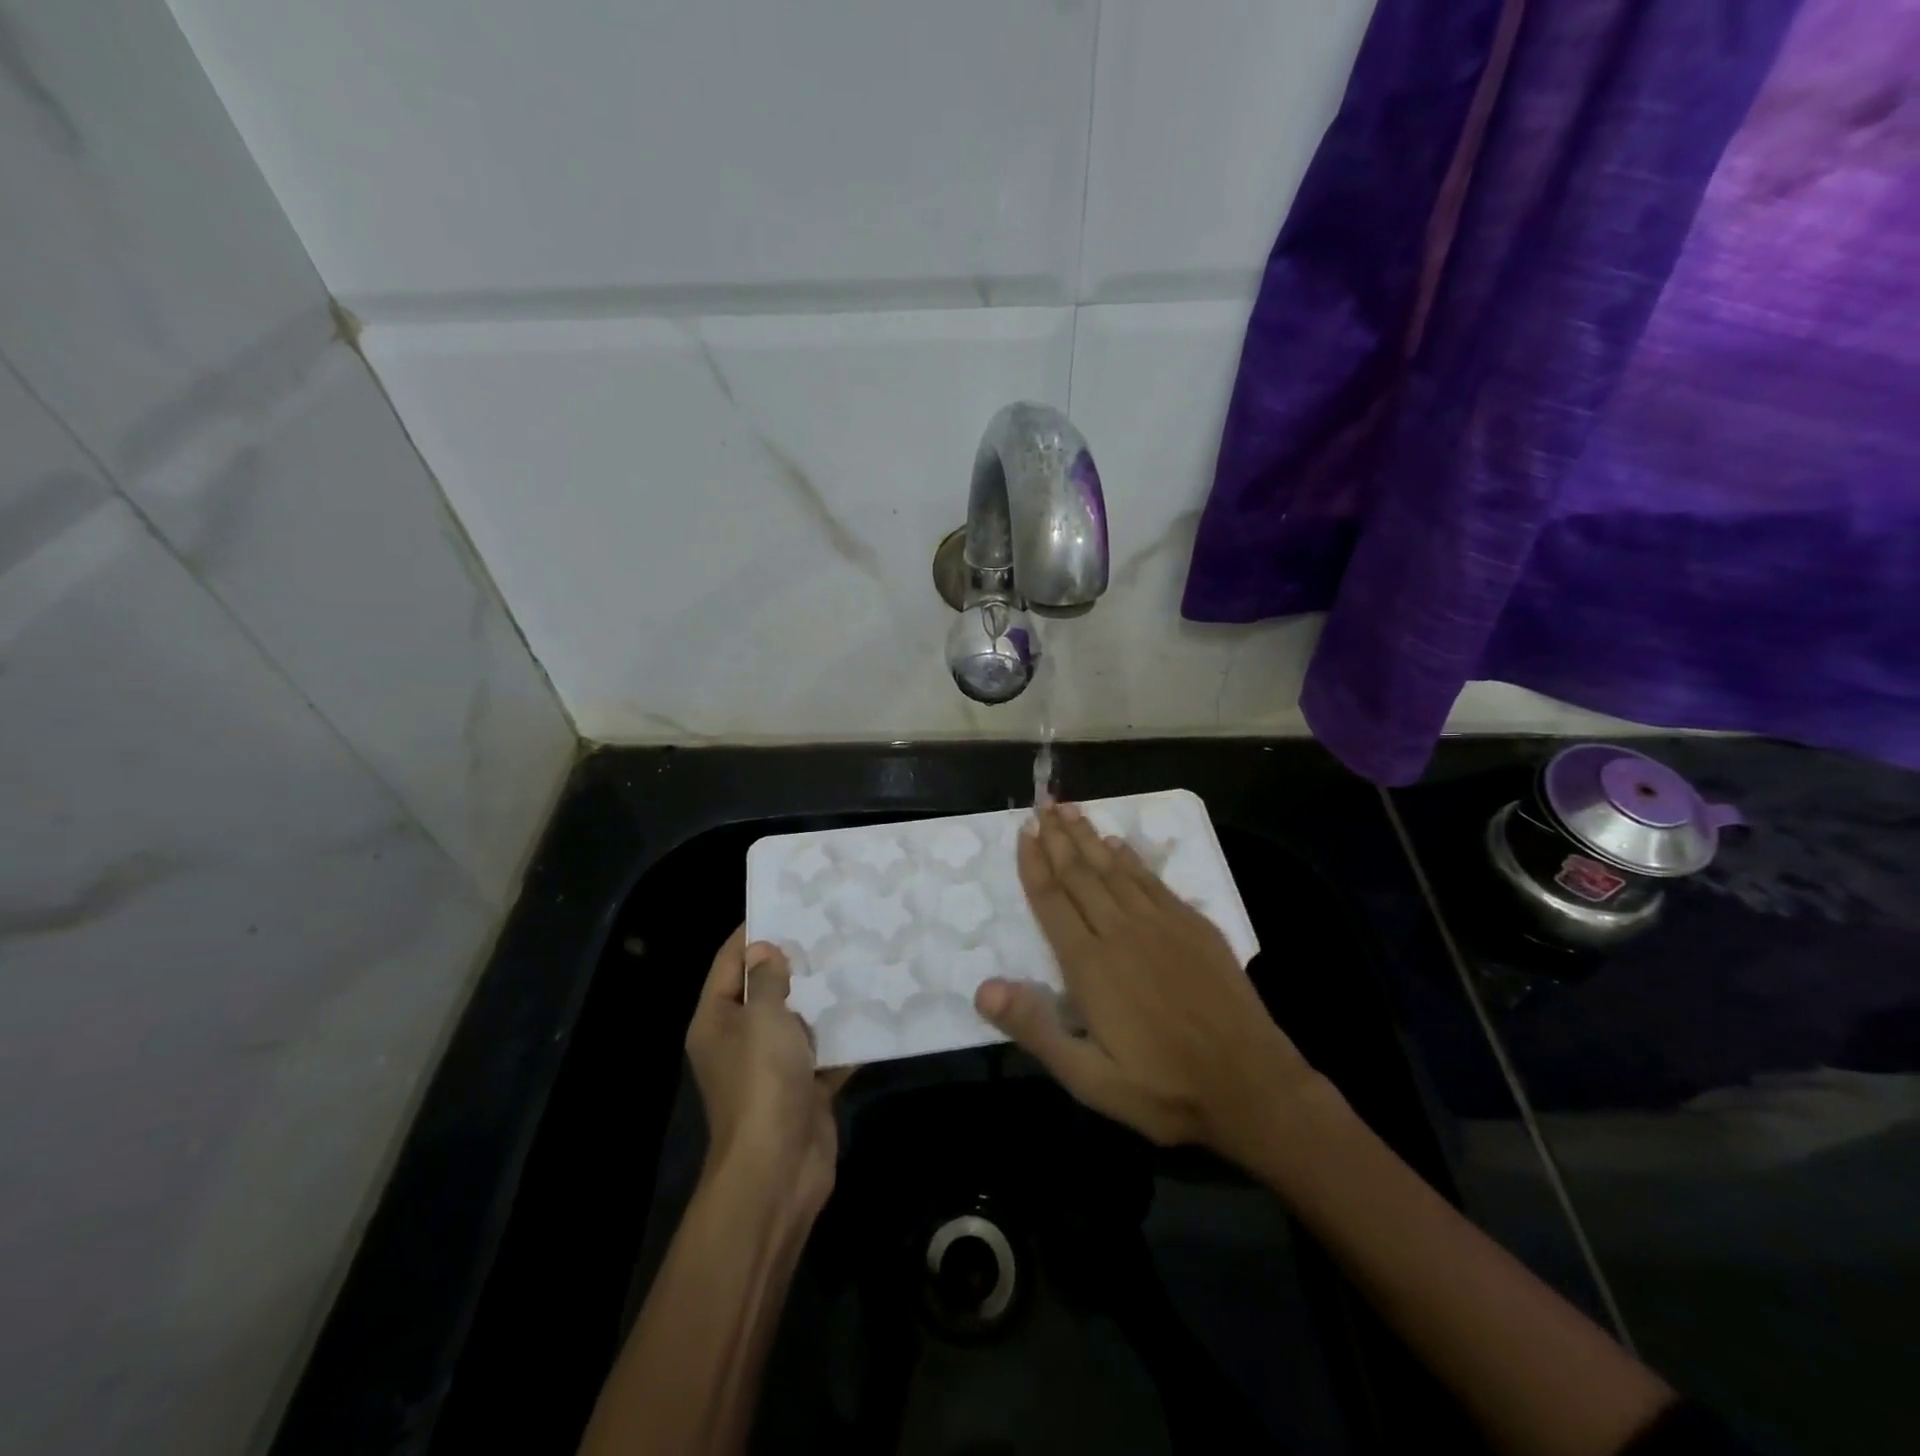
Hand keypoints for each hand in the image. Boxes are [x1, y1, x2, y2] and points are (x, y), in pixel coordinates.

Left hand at [686, 927, 848, 1218]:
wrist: (779, 1169)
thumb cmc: (762, 1082)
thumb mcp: (763, 1019)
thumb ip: (767, 980)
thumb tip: (766, 950)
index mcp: (717, 1020)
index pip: (729, 963)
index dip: (752, 933)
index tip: (785, 904)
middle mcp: (740, 1039)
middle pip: (766, 990)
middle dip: (796, 962)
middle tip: (831, 927)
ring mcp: (773, 1066)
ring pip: (799, 1020)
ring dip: (824, 997)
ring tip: (857, 957)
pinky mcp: (804, 1087)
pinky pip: (825, 1050)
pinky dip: (845, 1035)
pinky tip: (874, 1007)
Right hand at [975, 802, 1322, 1161]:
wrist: (1250, 1085)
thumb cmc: (1162, 1088)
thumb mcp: (1090, 1078)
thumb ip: (1036, 1030)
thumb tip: (983, 988)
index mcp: (1089, 966)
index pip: (1052, 901)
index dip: (1034, 864)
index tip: (1023, 831)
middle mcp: (1121, 932)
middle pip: (1080, 874)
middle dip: (1058, 838)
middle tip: (1043, 804)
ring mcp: (1161, 924)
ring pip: (1114, 869)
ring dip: (1090, 838)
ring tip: (1071, 810)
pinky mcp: (1193, 926)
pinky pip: (1152, 881)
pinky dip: (1131, 859)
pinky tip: (1119, 845)